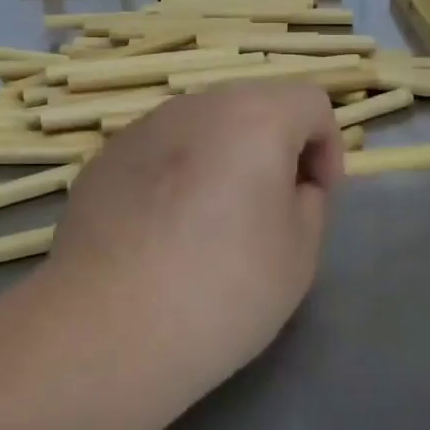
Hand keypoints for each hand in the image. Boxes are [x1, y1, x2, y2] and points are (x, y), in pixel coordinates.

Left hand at [44, 82, 343, 391]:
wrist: (107, 326)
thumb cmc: (222, 289)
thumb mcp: (300, 253)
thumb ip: (310, 202)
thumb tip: (290, 184)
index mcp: (254, 117)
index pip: (310, 102)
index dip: (326, 148)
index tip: (315, 199)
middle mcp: (196, 106)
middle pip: (253, 107)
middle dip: (273, 149)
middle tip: (269, 210)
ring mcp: (142, 128)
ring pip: (202, 128)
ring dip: (222, 160)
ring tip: (210, 225)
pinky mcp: (103, 159)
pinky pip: (159, 154)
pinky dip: (175, 177)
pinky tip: (161, 234)